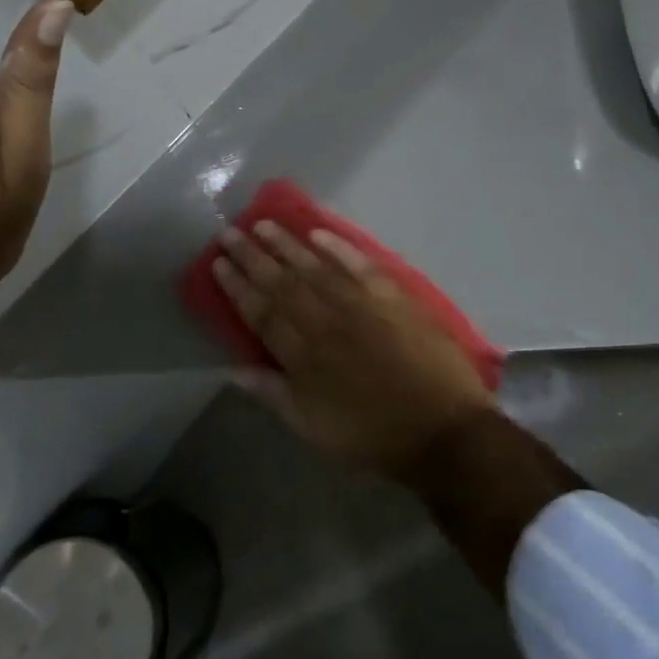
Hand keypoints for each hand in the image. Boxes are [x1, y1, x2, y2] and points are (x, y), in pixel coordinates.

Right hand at [212, 221, 496, 478]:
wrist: (440, 428)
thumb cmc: (371, 434)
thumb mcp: (312, 426)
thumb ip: (272, 393)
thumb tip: (231, 370)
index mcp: (303, 354)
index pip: (262, 311)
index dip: (238, 286)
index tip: (219, 262)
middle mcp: (326, 320)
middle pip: (283, 281)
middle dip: (253, 256)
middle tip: (230, 232)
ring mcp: (361, 303)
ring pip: (316, 266)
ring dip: (288, 244)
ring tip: (264, 224)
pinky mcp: (392, 295)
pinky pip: (359, 264)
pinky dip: (338, 247)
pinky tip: (319, 232)